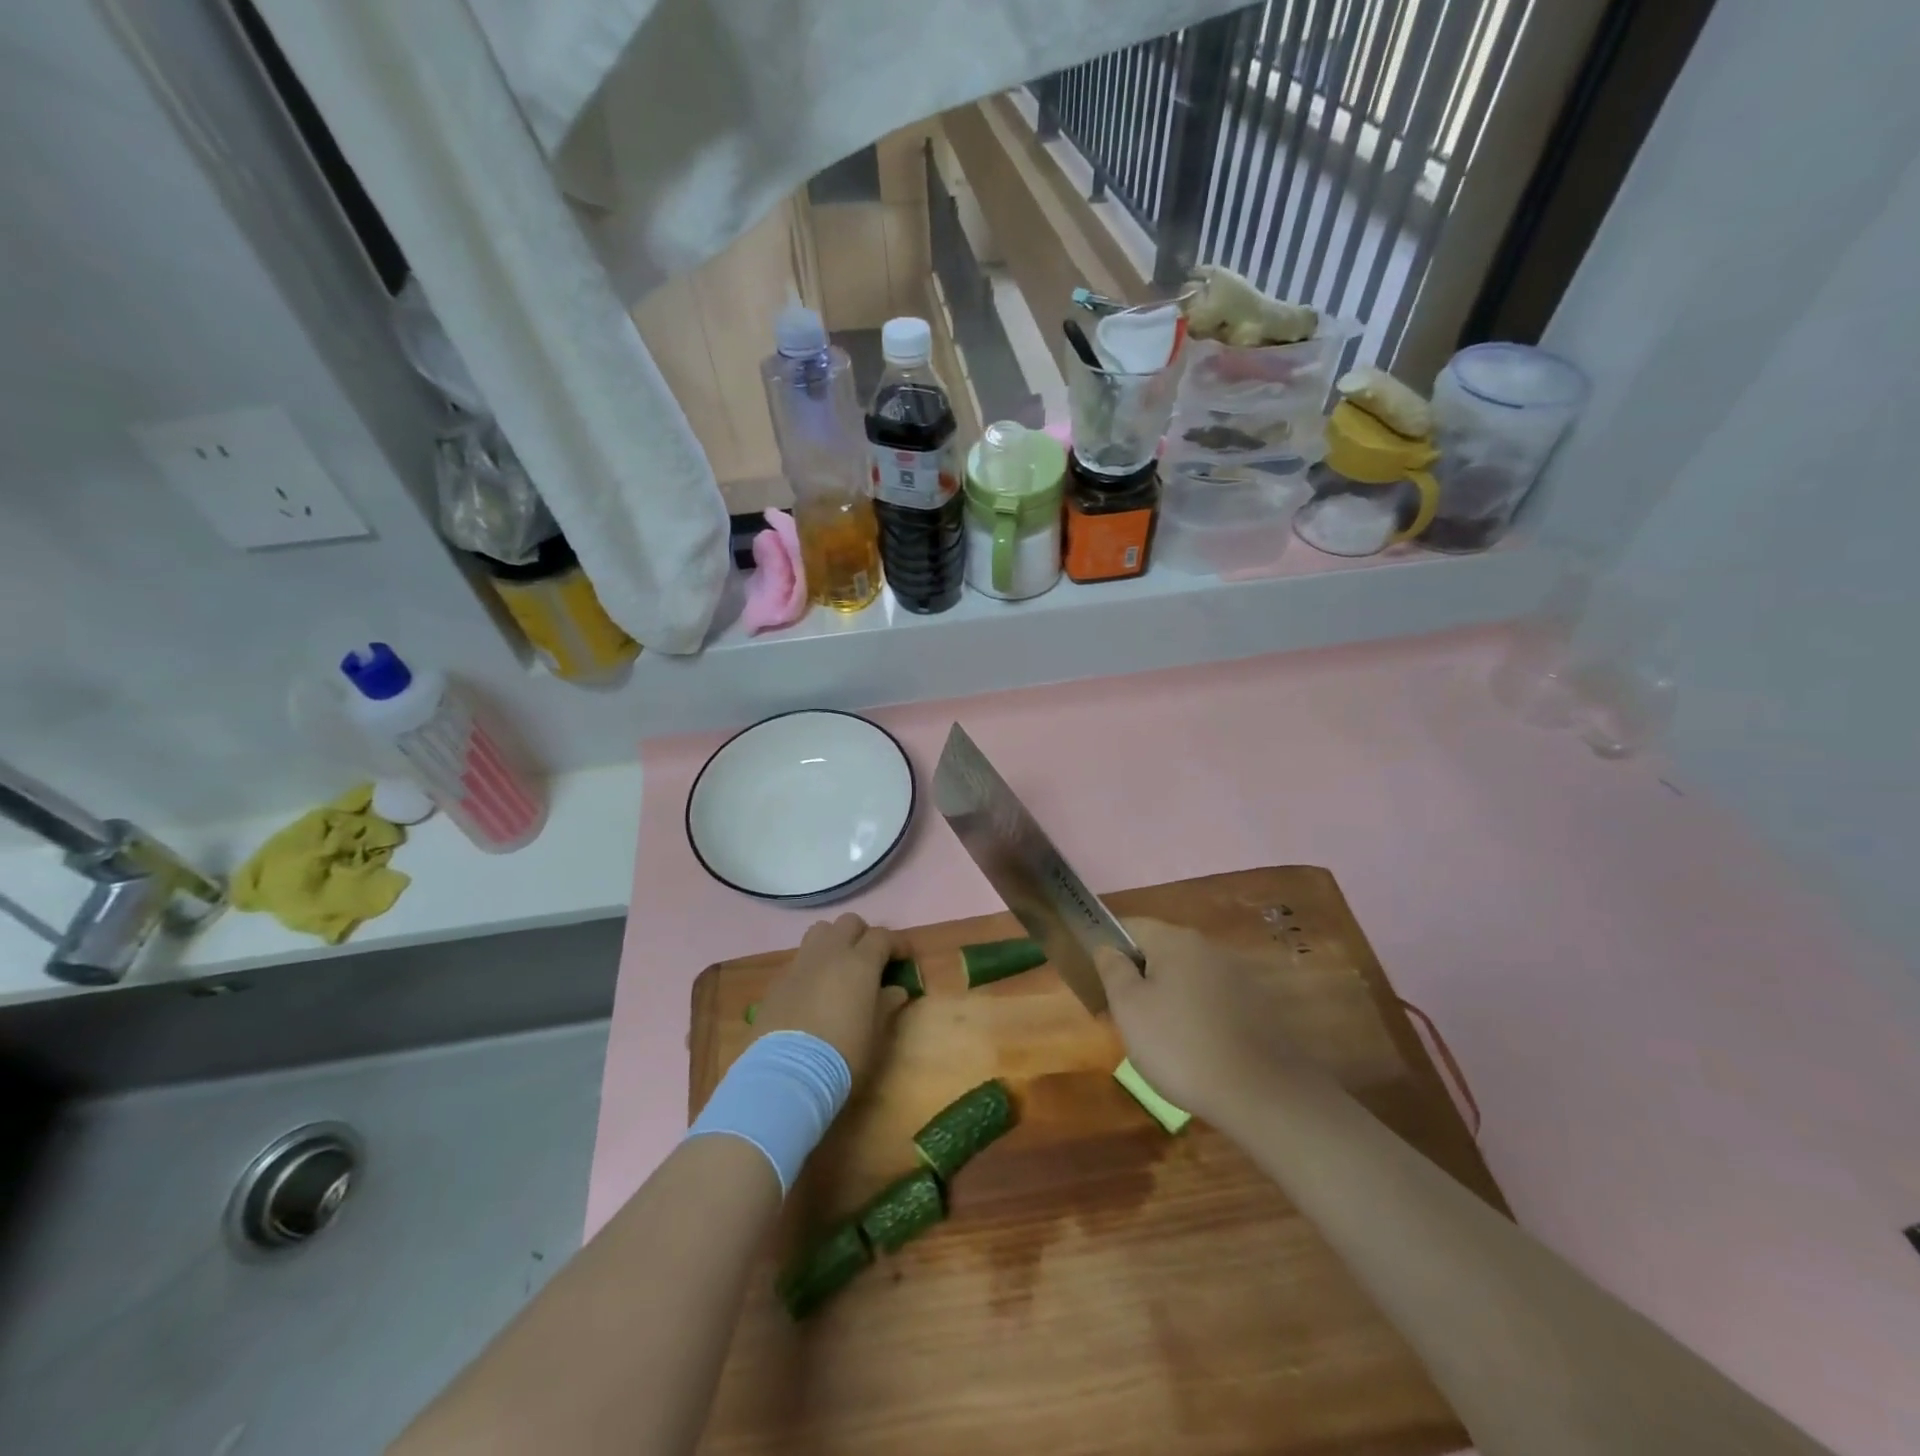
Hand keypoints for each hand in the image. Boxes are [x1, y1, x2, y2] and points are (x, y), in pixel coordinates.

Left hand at [753, 913, 905, 1083]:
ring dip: (834, 940)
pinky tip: (815, 989)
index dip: (897, 944)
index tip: (905, 958)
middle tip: (871, 959)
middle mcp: (830, 953)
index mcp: (860, 962)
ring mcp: (801, 963)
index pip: (883, 936)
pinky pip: (801, 957)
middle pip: (849, 922)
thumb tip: (896, 990)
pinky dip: (813, 963)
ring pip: (821, 931)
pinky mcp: (779, 979)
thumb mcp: (875, 1032)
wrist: (787, 1072)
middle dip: (863, 935)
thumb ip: (887, 1004)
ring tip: (840, 965)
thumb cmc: (843, 1053)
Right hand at [1094, 917, 1313, 1128]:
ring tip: (1157, 1037)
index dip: (1107, 946)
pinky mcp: (1256, 1005)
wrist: (1262, 1092)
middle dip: (1139, 975)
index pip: (1129, 926)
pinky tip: (1192, 1047)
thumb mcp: (1129, 1008)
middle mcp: (1207, 947)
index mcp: (1174, 940)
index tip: (1097, 979)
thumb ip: (1113, 969)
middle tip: (1123, 1014)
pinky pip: (1211, 999)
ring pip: (1186, 976)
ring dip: (1167, 996)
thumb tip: (1107, 948)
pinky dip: (1195, 1014)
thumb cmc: (1180, 1045)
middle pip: (1159, 950)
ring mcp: (1236, 975)